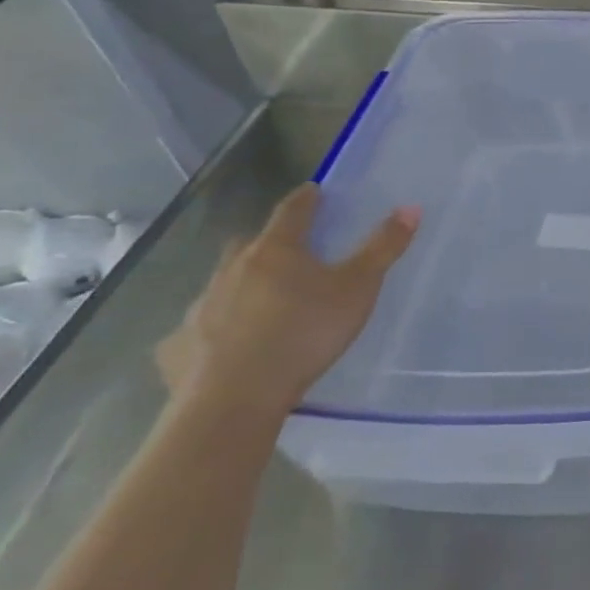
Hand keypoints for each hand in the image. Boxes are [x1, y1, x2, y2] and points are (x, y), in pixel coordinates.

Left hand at [158, 184, 418, 419]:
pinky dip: (214, 329)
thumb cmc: (304, 333)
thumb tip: (410, 208)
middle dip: (268, 242)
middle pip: (249, 244)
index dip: (306, 199)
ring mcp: (201, 306)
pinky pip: (198, 328)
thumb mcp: (357, 289)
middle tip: (288, 251)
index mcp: (276, 250)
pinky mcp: (179, 346)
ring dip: (240, 285)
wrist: (233, 399)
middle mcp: (232, 269)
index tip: (313, 190)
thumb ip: (382, 249)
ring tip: (262, 302)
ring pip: (222, 284)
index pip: (292, 211)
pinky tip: (227, 347)